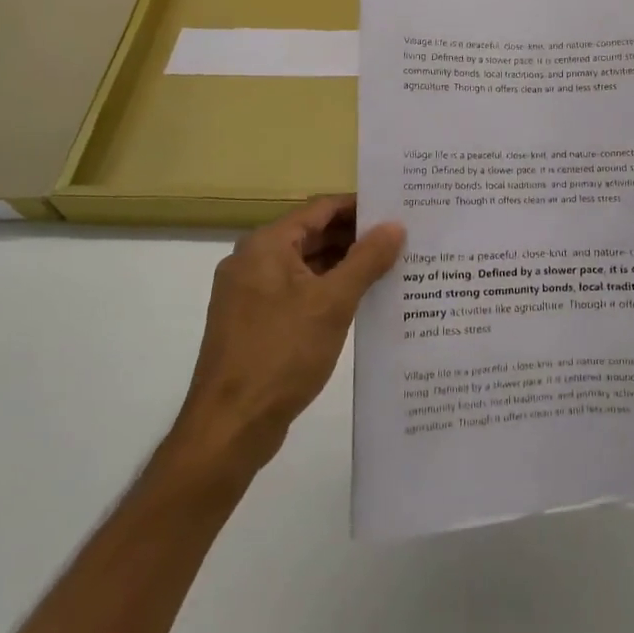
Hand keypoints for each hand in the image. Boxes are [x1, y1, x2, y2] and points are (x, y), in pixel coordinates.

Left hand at [172, 196, 404, 467]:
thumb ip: (366, 259)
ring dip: (345, 266)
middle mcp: (253, 261)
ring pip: (306, 266)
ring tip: (392, 267)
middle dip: (356, 237)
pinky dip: (328, 291)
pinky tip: (362, 302)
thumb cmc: (282, 353)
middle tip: (403, 239)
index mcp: (266, 245)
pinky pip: (298, 292)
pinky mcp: (254, 322)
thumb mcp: (333, 302)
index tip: (398, 210)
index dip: (360, 207)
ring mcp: (250, 293)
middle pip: (313, 235)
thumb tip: (395, 226)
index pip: (321, 208)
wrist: (230, 425)